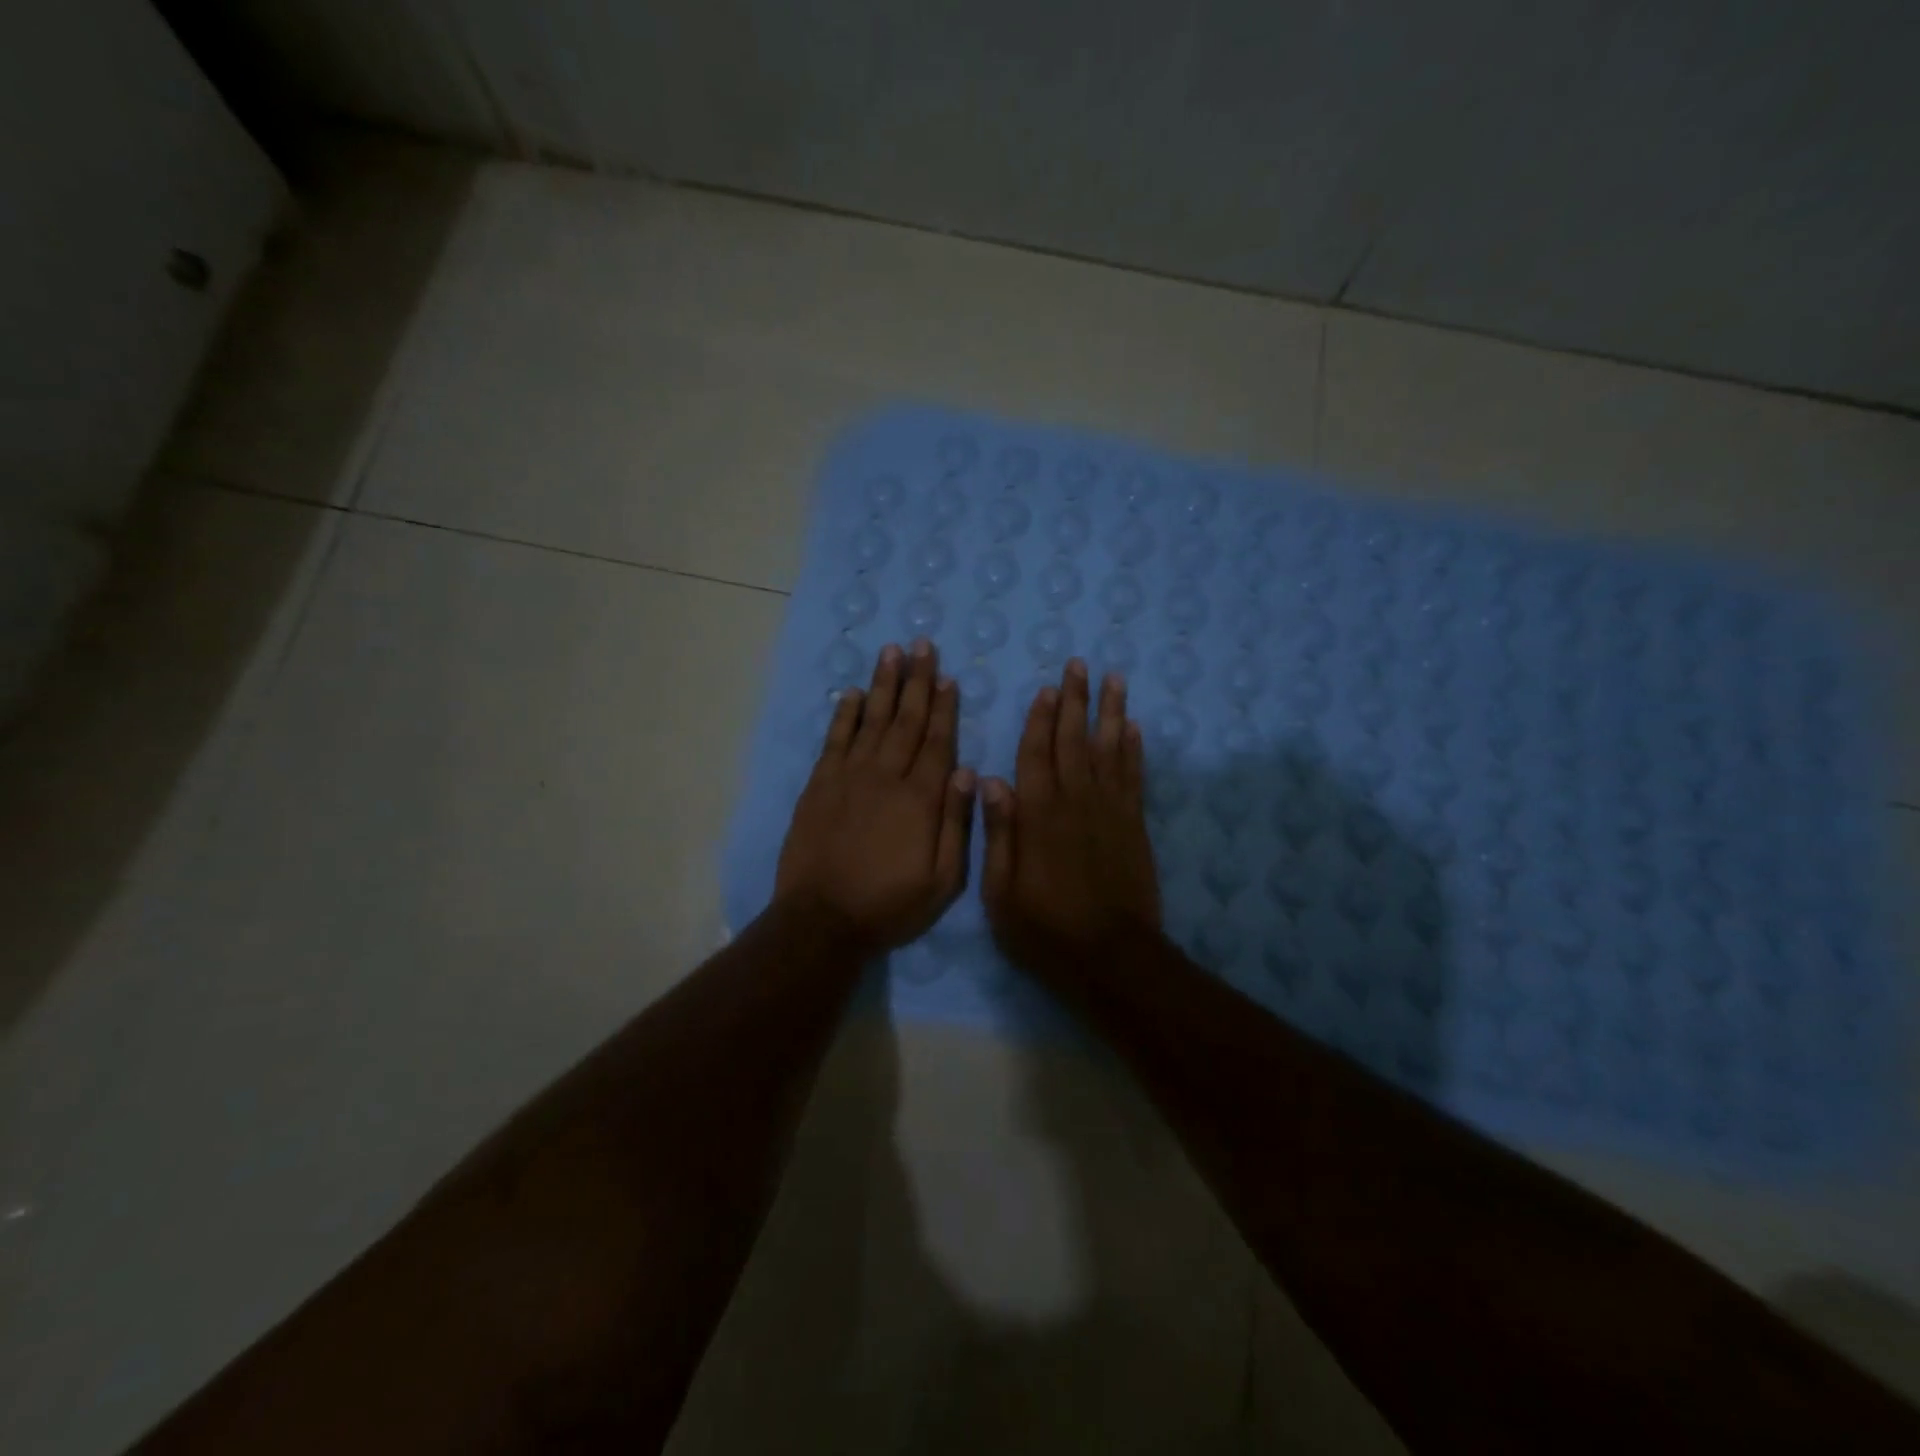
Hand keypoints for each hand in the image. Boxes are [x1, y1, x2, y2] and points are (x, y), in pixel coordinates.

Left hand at [774, 640, 974, 952]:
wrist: (822, 920)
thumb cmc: (890, 904)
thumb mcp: (942, 880)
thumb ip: (956, 824)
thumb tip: (966, 772)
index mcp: (921, 798)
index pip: (937, 741)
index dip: (943, 707)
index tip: (948, 677)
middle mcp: (886, 776)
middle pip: (905, 720)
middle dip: (916, 681)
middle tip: (922, 646)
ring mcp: (849, 777)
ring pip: (871, 720)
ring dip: (883, 685)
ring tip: (891, 652)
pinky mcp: (820, 785)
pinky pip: (835, 740)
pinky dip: (844, 714)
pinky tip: (852, 693)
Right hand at [980, 659, 1161, 974]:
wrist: (1111, 956)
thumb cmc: (1045, 928)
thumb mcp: (1001, 892)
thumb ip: (998, 834)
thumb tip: (989, 781)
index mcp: (1039, 815)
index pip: (1037, 754)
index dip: (1040, 719)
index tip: (1046, 688)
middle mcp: (1076, 801)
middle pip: (1075, 740)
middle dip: (1076, 701)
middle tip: (1080, 665)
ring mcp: (1110, 811)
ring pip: (1110, 749)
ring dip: (1111, 712)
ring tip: (1114, 680)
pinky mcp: (1134, 825)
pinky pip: (1134, 777)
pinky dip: (1135, 750)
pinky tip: (1134, 728)